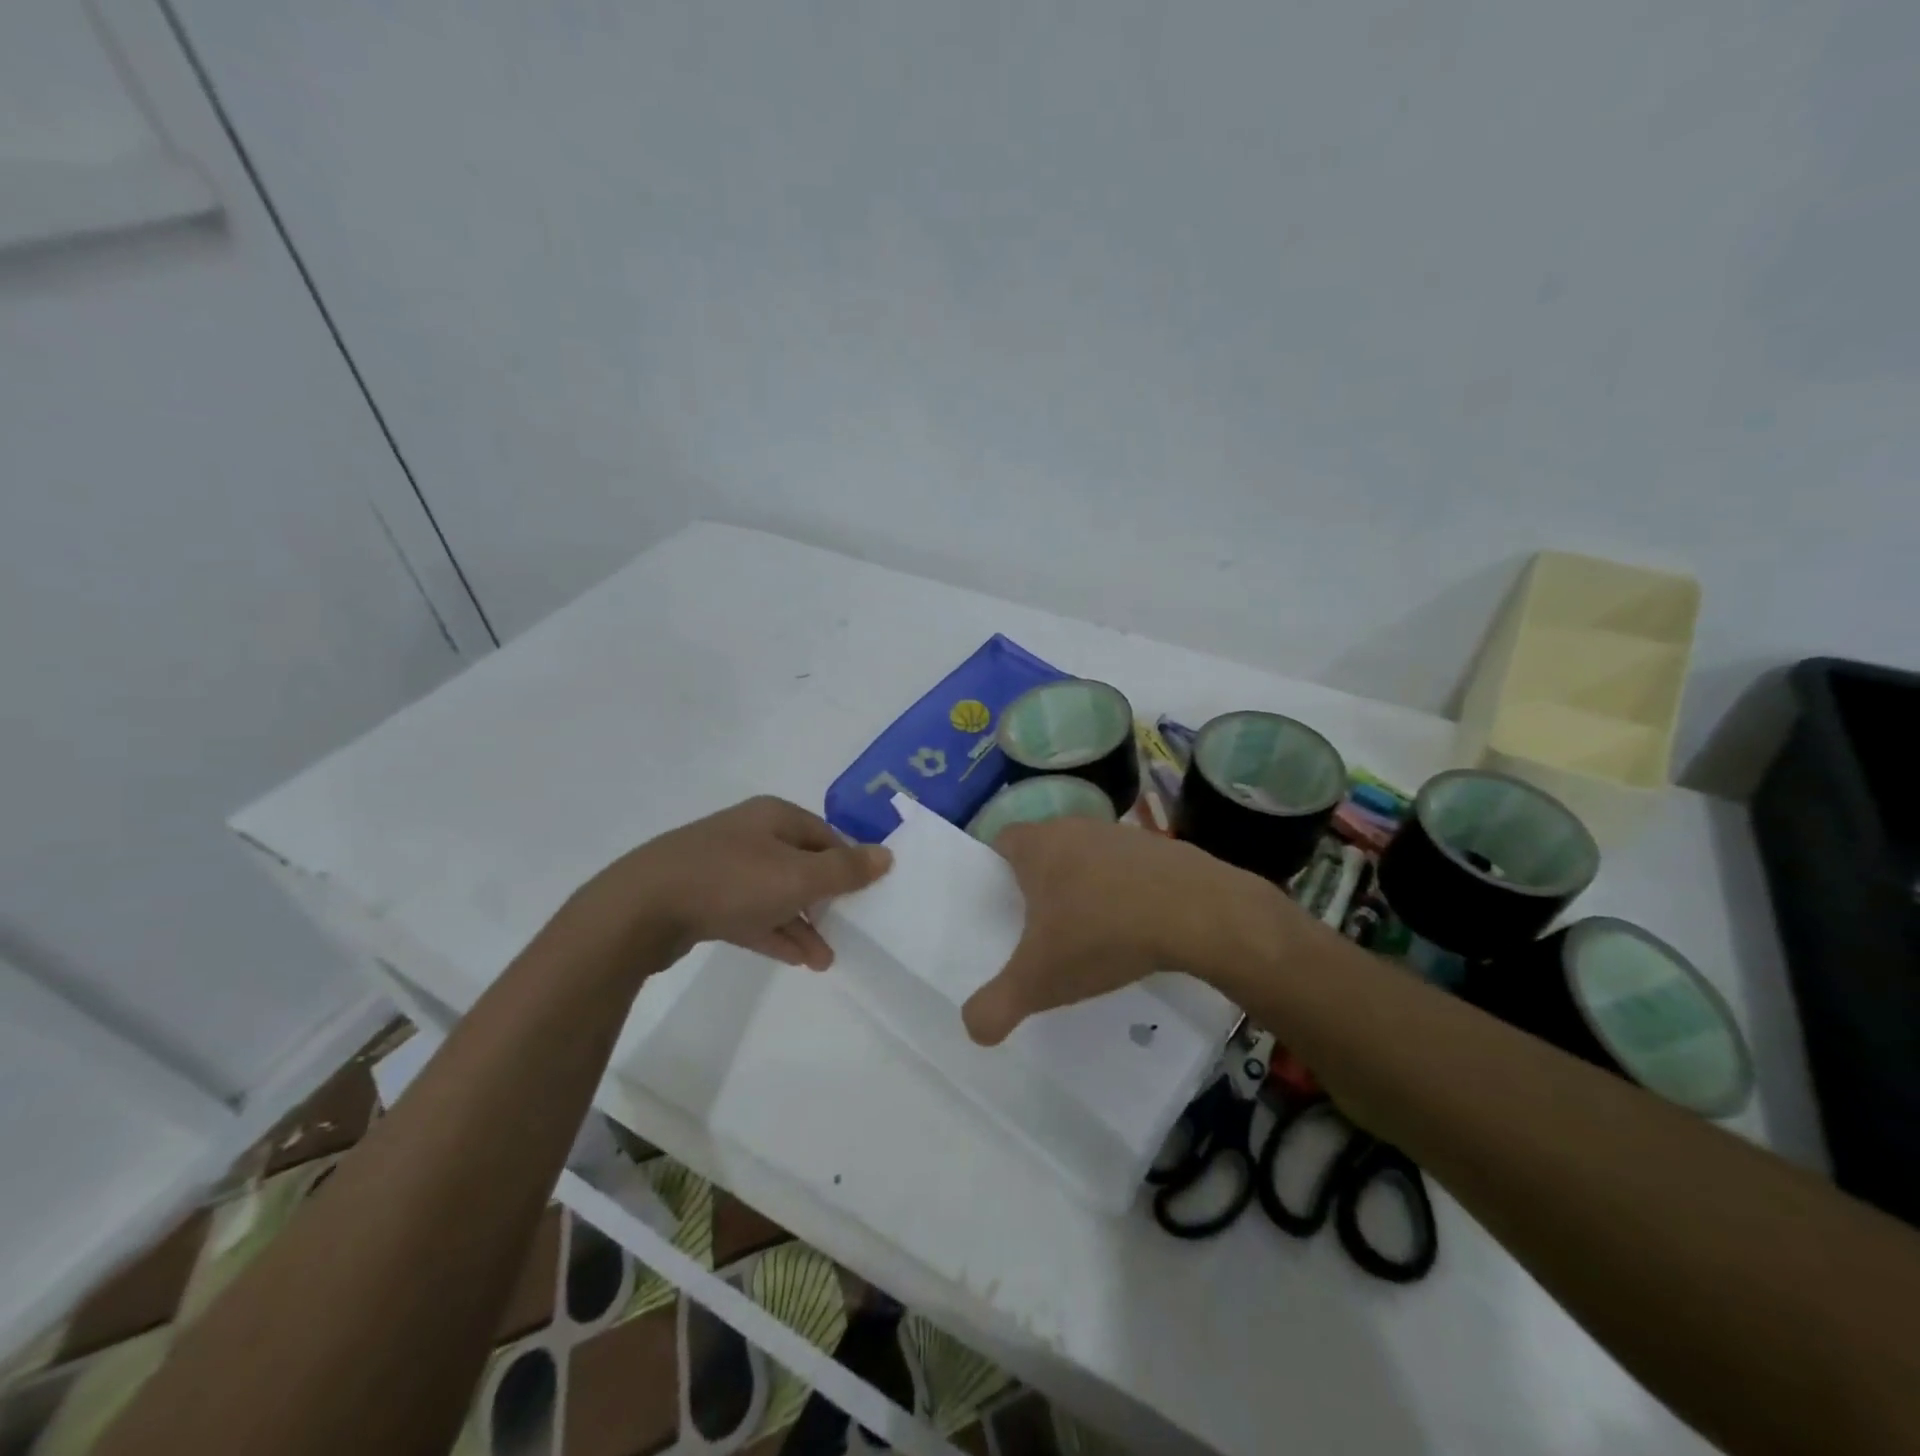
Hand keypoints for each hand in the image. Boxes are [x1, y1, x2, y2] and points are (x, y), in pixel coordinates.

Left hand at [564, 796, 890, 970]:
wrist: (640, 910)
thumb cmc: (731, 882)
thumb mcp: (798, 876)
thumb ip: (845, 870)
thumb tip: (887, 855)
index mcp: (774, 817)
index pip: (826, 836)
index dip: (849, 865)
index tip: (866, 897)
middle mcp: (750, 835)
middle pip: (802, 864)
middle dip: (827, 900)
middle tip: (849, 929)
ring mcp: (723, 867)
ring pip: (776, 894)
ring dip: (803, 924)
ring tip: (826, 960)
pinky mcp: (703, 900)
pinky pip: (751, 914)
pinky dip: (775, 933)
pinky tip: (797, 959)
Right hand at [961, 817, 1298, 1044]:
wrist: (1197, 914)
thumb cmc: (1102, 934)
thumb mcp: (1040, 980)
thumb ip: (997, 1005)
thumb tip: (973, 1028)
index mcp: (1038, 845)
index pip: (1001, 840)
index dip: (996, 869)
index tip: (1000, 904)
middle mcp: (1075, 828)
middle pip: (1045, 847)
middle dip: (1040, 881)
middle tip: (1039, 925)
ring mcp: (1121, 834)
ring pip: (1088, 855)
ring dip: (1084, 884)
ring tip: (1089, 929)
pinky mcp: (1161, 848)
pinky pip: (1128, 867)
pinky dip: (1124, 890)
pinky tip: (1134, 926)